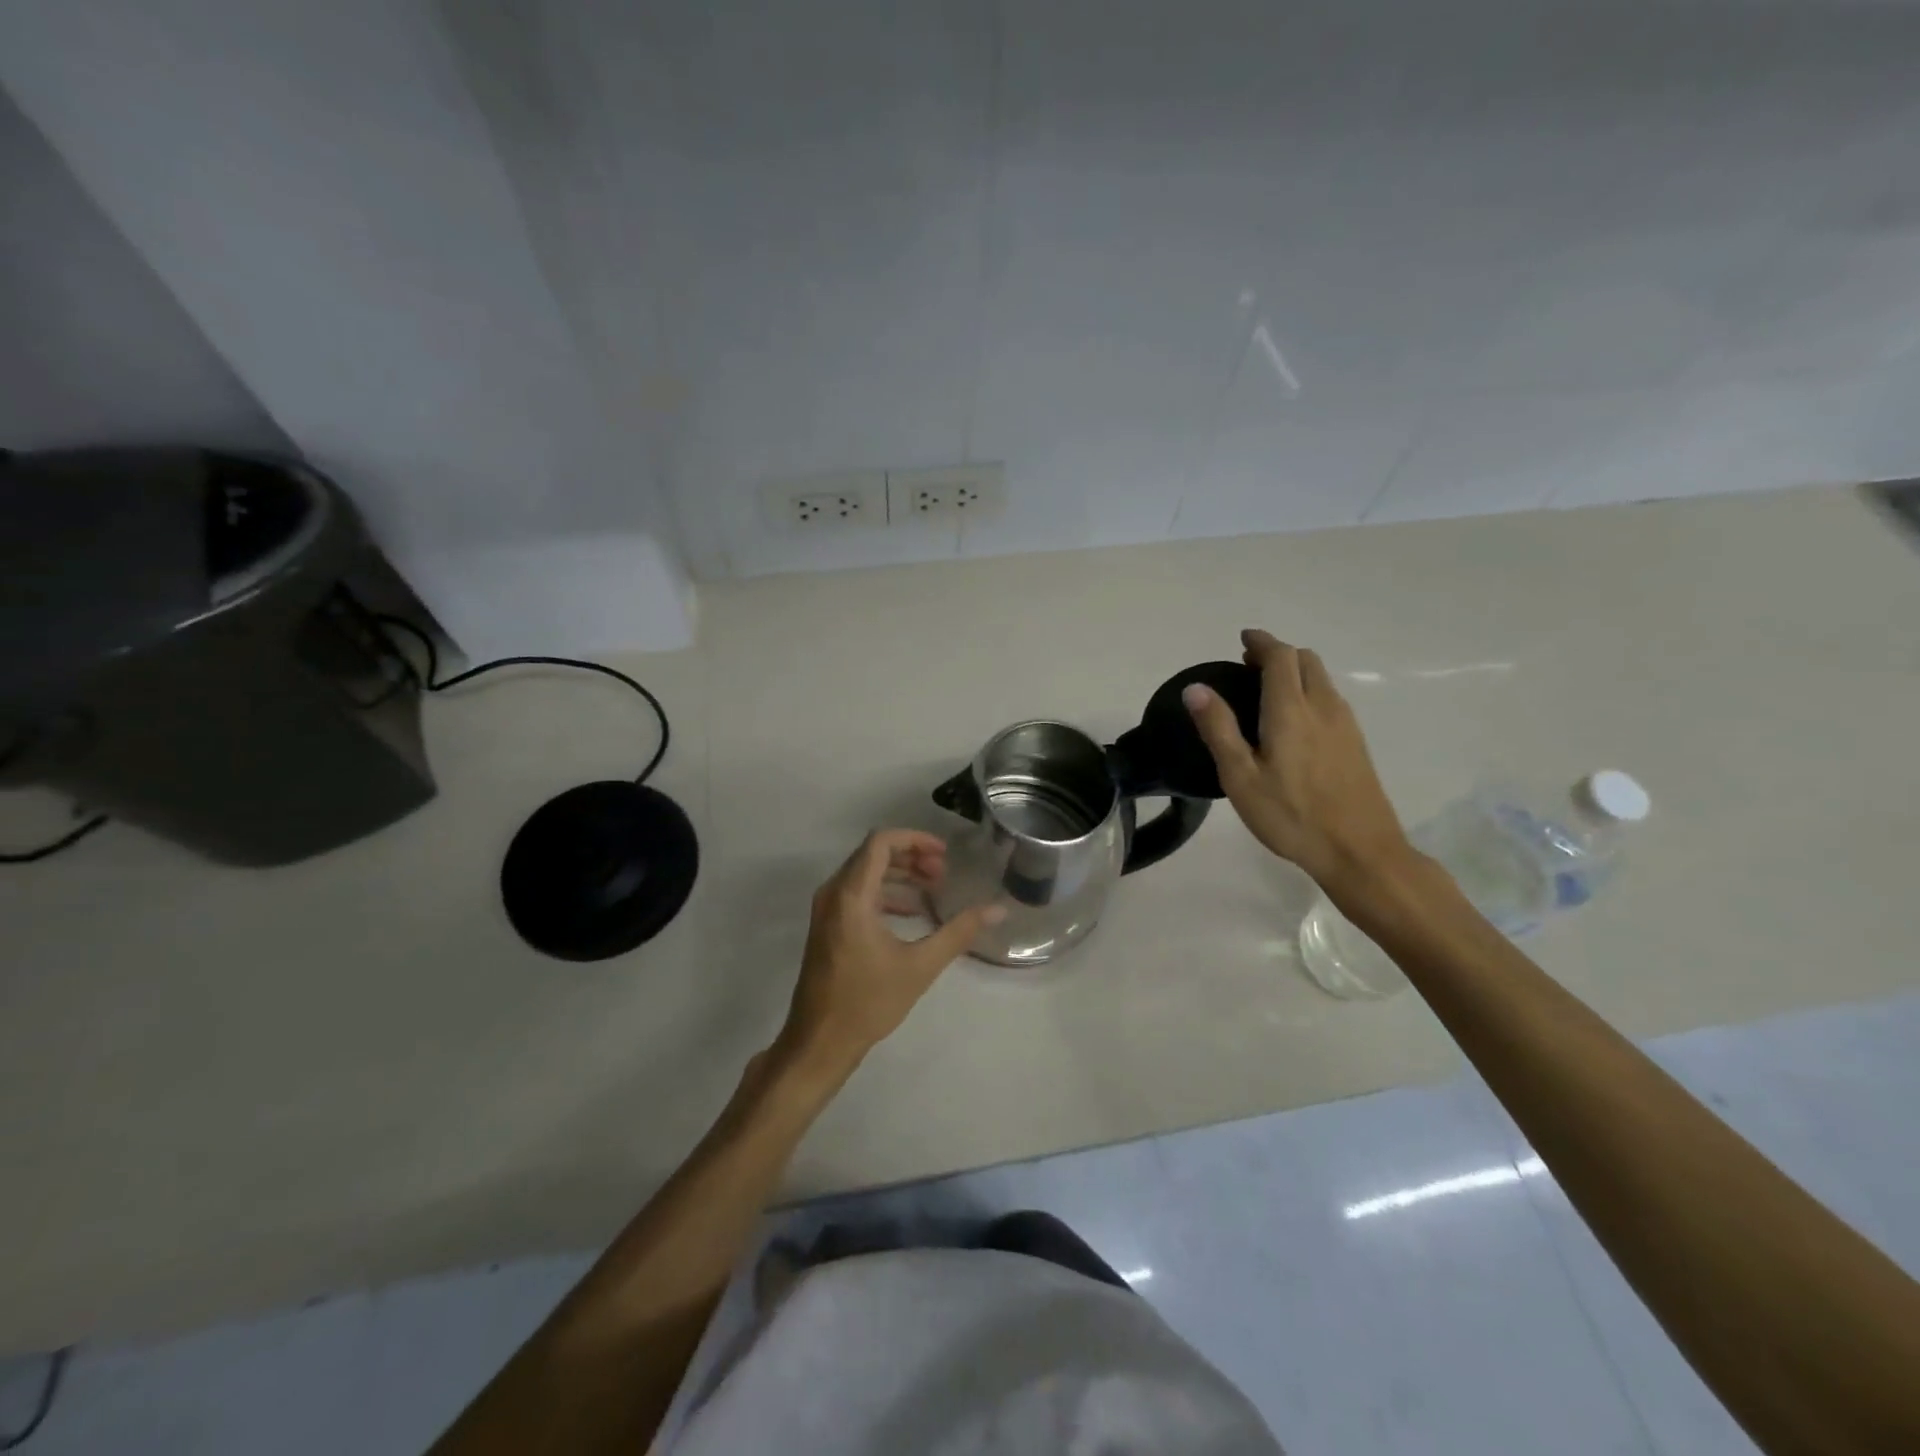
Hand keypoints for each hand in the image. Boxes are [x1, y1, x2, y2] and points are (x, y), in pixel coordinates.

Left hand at [779, 830, 1002, 1072]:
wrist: (819, 1042)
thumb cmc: (868, 1002)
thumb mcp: (920, 966)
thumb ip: (958, 932)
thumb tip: (997, 909)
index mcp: (852, 895)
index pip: (880, 842)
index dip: (915, 840)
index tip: (944, 854)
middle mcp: (834, 893)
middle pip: (873, 854)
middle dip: (911, 857)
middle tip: (943, 873)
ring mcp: (826, 910)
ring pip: (864, 873)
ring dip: (899, 874)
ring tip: (933, 888)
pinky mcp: (827, 926)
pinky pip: (857, 892)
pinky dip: (885, 893)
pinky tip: (912, 912)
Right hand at [1183, 629, 1413, 894]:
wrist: (1360, 851)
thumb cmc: (1291, 816)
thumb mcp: (1241, 777)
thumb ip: (1219, 729)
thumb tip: (1196, 689)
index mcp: (1291, 710)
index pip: (1280, 656)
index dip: (1261, 642)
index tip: (1242, 639)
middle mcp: (1323, 706)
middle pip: (1305, 660)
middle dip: (1277, 654)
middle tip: (1248, 665)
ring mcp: (1346, 724)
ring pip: (1321, 679)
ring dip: (1295, 672)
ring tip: (1266, 690)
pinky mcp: (1356, 742)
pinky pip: (1330, 699)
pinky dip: (1309, 691)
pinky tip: (1294, 720)